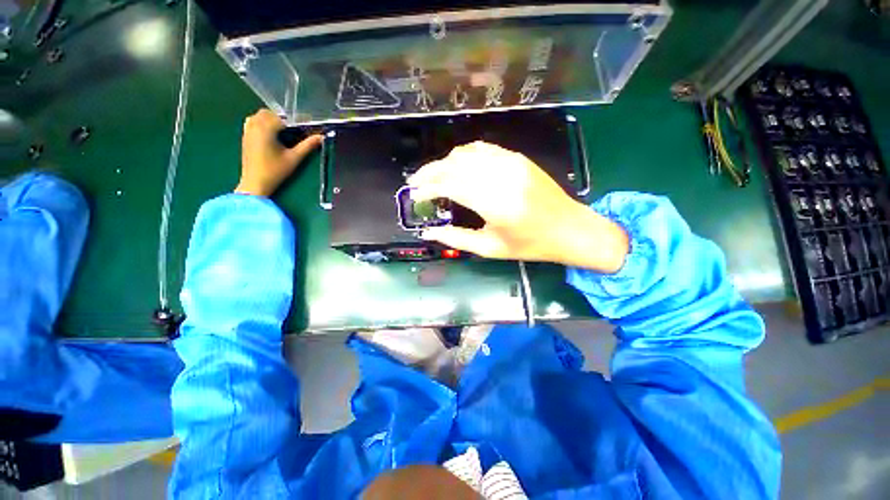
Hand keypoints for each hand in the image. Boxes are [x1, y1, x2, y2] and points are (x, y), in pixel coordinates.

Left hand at [235, 109, 321, 196]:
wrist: (255, 182)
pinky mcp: (245, 137)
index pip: (282, 117)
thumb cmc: (275, 171)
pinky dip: (261, 123)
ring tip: (282, 132)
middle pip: (268, 113)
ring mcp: (247, 131)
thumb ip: (307, 146)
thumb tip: (321, 137)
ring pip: (258, 116)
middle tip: (294, 130)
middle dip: (281, 119)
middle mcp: (254, 126)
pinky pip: (252, 122)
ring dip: (270, 120)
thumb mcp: (294, 158)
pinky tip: (270, 135)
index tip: (305, 126)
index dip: (295, 121)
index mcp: (266, 129)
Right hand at [409, 142, 628, 272]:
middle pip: (455, 165)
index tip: (415, 194)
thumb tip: (428, 233)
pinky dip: (464, 155)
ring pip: (467, 153)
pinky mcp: (518, 158)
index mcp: (495, 203)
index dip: (428, 188)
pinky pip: (484, 149)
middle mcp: (502, 176)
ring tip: (432, 175)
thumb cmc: (530, 245)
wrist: (570, 228)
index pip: (450, 185)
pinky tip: (456, 164)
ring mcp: (511, 163)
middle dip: (430, 172)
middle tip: (415, 182)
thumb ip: (456, 239)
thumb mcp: (490, 248)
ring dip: (445, 162)